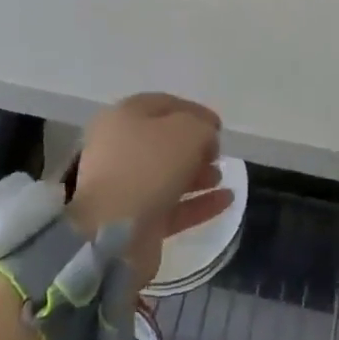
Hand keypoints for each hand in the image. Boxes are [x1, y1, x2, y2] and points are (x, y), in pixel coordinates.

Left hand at [67, 94, 232, 287]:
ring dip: (198, 175)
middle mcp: (120, 149)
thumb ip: (202, 127)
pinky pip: (173, 207)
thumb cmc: (148, 167)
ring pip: (169, 176)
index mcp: (124, 117)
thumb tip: (205, 137)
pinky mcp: (136, 222)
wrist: (112, 234)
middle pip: (165, 142)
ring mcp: (126, 188)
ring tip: (221, 177)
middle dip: (196, 147)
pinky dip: (198, 203)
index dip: (195, 112)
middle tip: (218, 155)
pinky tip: (226, 200)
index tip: (220, 127)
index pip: (165, 105)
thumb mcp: (187, 131)